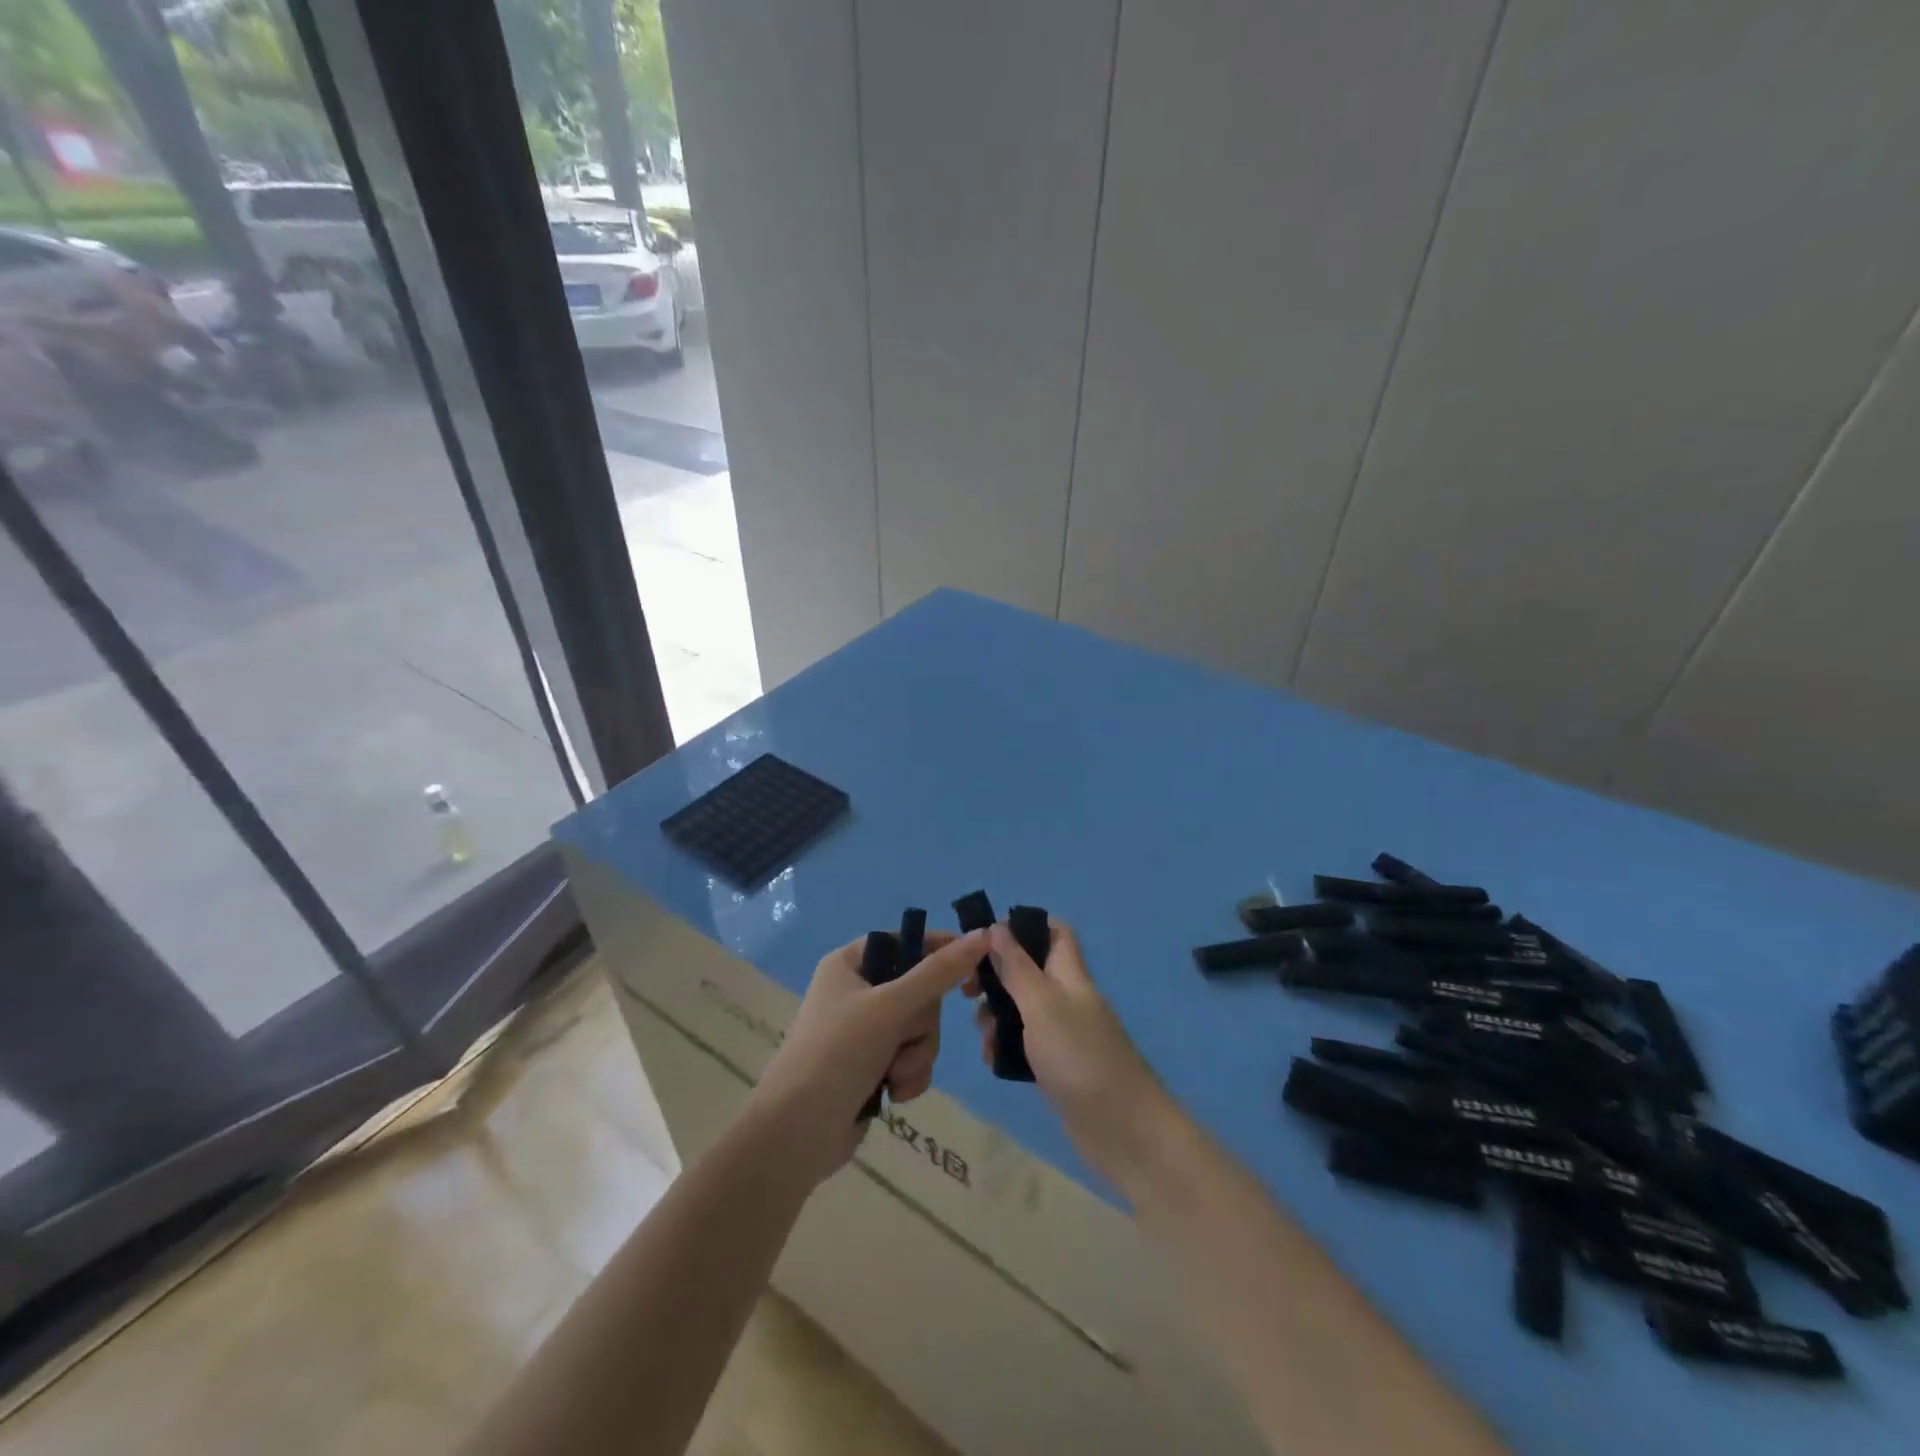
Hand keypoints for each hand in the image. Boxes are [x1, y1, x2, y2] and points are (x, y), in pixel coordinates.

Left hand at [746, 927, 986, 1187]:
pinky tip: (893, 1094)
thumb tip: (982, 934)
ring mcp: (865, 1032)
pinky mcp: (873, 1067)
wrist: (797, 1133)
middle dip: (921, 1022)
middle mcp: (857, 992)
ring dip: (917, 1053)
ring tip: (894, 1074)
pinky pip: (913, 1058)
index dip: (937, 949)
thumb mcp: (891, 1006)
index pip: (904, 941)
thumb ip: (939, 972)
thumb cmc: (838, 1053)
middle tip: (904, 1036)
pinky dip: (909, 1075)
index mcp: (849, 964)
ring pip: (921, 1028)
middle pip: (920, 990)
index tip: (972, 963)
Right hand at [968, 920, 1173, 1185]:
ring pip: (1022, 1010)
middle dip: (996, 977)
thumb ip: (1017, 968)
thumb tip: (995, 927)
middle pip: (1029, 970)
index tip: (987, 938)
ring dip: (996, 1016)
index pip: (1054, 932)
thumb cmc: (1080, 1057)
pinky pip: (1025, 1045)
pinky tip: (992, 1061)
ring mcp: (1064, 1034)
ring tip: (983, 1036)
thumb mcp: (1042, 1005)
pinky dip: (1006, 1047)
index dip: (1024, 926)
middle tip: (967, 992)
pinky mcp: (1058, 1066)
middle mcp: (1068, 998)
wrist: (1123, 1130)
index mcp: (1070, 974)